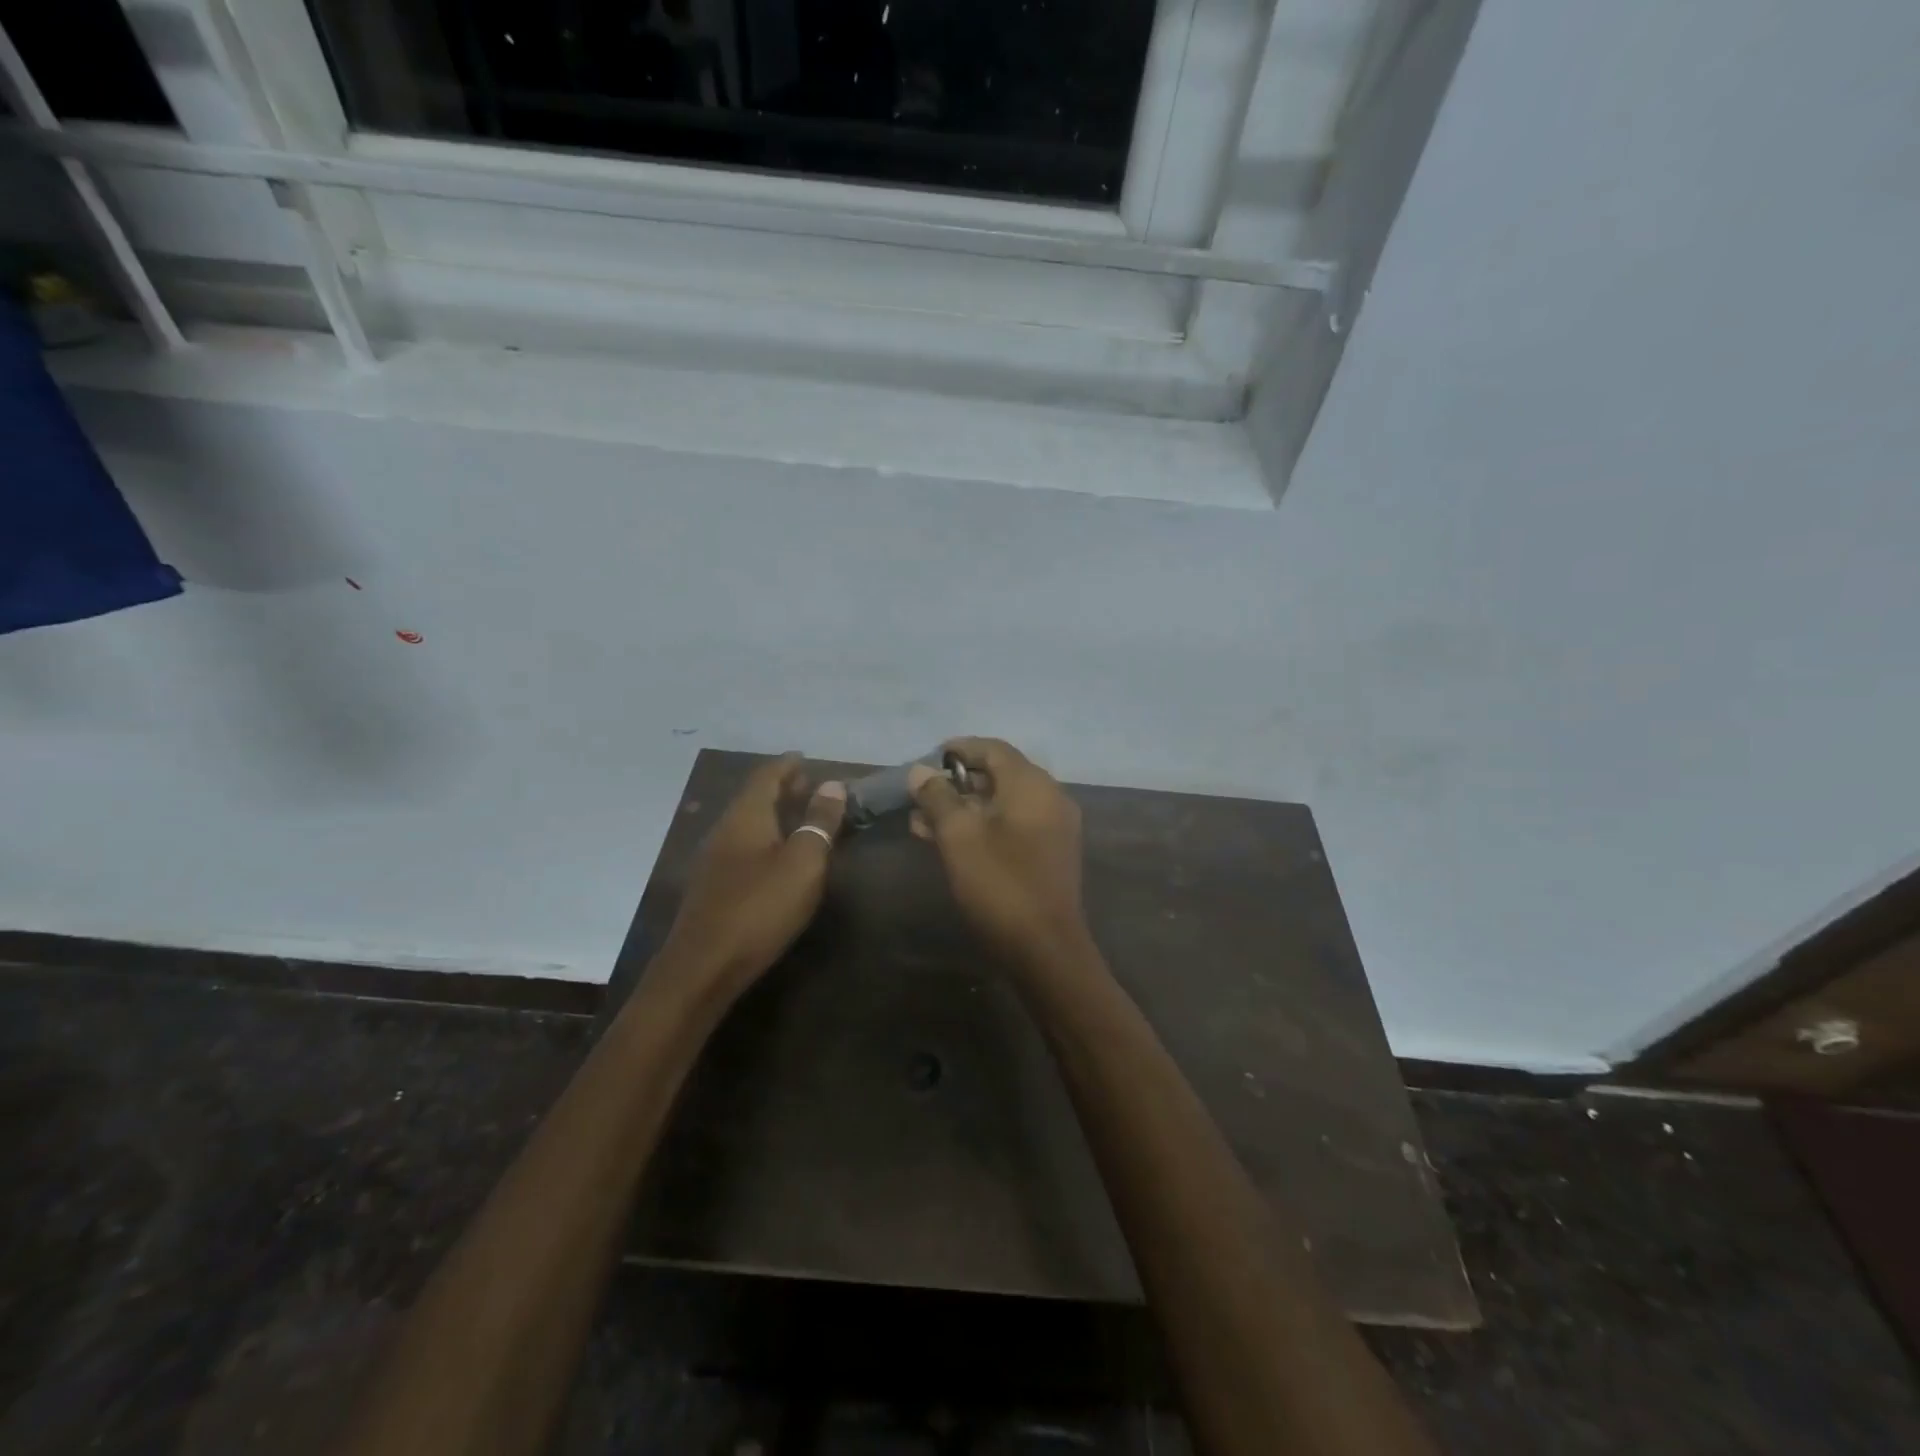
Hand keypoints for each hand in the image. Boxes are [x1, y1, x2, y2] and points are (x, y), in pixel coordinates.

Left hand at [659, 753, 846, 990]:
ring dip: (774, 815)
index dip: (787, 765)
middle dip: (782, 788)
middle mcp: (724, 830)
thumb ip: (819, 822)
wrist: (703, 967)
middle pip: (754, 798)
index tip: (806, 758)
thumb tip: (832, 785)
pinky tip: (778, 856)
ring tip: (800, 818)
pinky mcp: (712, 887)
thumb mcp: (803, 863)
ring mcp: (713, 860)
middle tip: (810, 787)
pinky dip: (764, 838)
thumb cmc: (760, 908)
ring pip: (747, 823)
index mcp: (746, 816)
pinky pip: (742, 846)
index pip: (766, 776)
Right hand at [909, 737, 1088, 966]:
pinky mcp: (1049, 854)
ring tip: (921, 821)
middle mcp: (1049, 798)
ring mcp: (1053, 828)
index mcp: (1032, 785)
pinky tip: (947, 841)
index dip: (960, 748)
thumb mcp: (959, 837)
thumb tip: (921, 772)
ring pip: (1002, 804)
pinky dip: (982, 826)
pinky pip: (1012, 826)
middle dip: (956, 783)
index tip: (930, 757)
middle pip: (999, 775)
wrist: (1046, 949)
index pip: (994, 749)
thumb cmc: (1000, 884)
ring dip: (964, 808)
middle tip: (920, 794)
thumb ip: (938, 798)